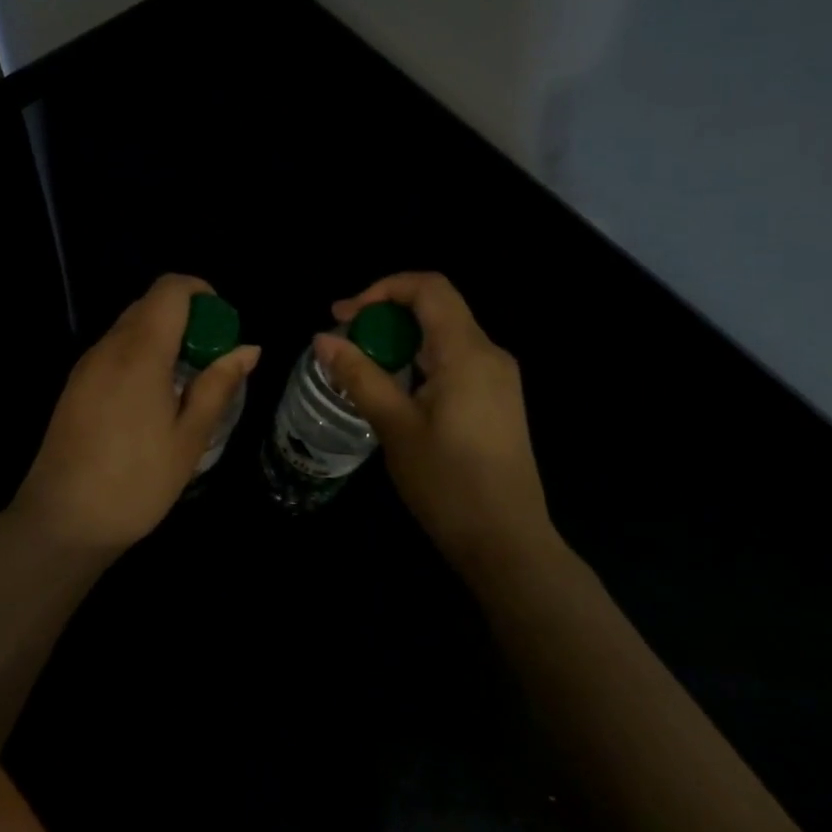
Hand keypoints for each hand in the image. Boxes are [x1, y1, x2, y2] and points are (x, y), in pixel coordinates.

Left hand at [11, 274, 259, 554]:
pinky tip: (152, 399)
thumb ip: (218, 386)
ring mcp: (87, 365)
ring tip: (185, 383)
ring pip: (130, 326)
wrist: (62, 522)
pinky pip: (114, 350)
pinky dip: (140, 354)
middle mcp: (109, 347)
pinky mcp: (75, 385)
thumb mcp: (189, 438)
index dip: (201, 292)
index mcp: (141, 352)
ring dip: (163, 337)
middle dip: (187, 318)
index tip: (222, 326)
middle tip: (210, 360)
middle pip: (150, 304)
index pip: (170, 289)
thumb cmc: (136, 483)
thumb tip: (248, 349)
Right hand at [316, 272, 557, 576]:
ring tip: (363, 366)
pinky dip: (421, 360)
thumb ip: (359, 376)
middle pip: (437, 307)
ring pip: (445, 335)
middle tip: (345, 340)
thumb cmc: (448, 484)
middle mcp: (490, 354)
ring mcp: (499, 378)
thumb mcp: (395, 427)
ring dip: (401, 339)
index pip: (428, 287)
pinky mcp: (498, 400)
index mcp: (468, 352)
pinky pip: (456, 360)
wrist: (508, 544)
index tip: (344, 316)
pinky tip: (397, 390)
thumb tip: (323, 338)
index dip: (382, 289)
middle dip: (386, 314)